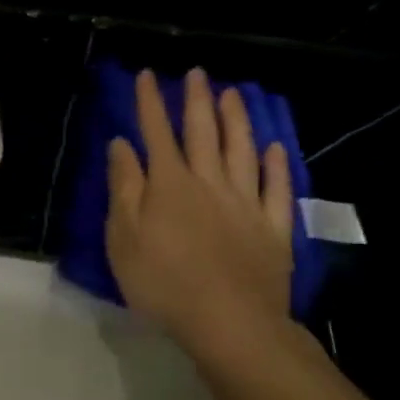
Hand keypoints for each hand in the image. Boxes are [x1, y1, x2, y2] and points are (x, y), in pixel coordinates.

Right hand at [106, 69, 293, 360]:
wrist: (231, 326)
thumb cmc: (164, 283)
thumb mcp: (124, 237)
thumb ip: (124, 187)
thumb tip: (121, 144)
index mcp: (169, 184)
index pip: (156, 132)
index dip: (150, 102)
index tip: (146, 75)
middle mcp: (209, 184)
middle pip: (203, 133)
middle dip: (197, 100)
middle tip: (198, 73)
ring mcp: (246, 204)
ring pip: (242, 152)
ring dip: (236, 120)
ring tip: (233, 94)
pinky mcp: (274, 230)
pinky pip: (277, 190)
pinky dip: (276, 166)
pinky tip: (275, 148)